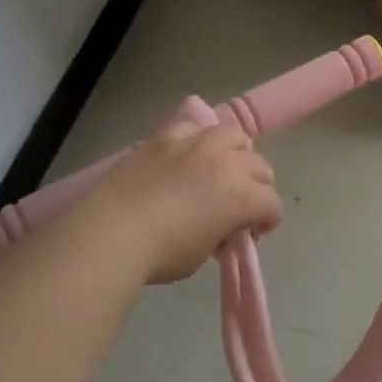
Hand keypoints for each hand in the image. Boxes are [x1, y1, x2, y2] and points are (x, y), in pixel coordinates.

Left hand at [71, 116, 280, 284]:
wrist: (111, 232)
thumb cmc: (161, 253)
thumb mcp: (203, 253)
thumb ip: (222, 234)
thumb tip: (222, 227)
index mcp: (241, 195)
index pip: (271, 204)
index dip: (267, 221)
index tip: (253, 234)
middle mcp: (226, 161)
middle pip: (260, 166)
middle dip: (257, 187)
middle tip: (239, 207)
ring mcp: (195, 143)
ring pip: (233, 136)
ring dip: (236, 154)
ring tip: (221, 171)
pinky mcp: (165, 137)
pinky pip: (193, 127)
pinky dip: (197, 140)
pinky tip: (188, 155)